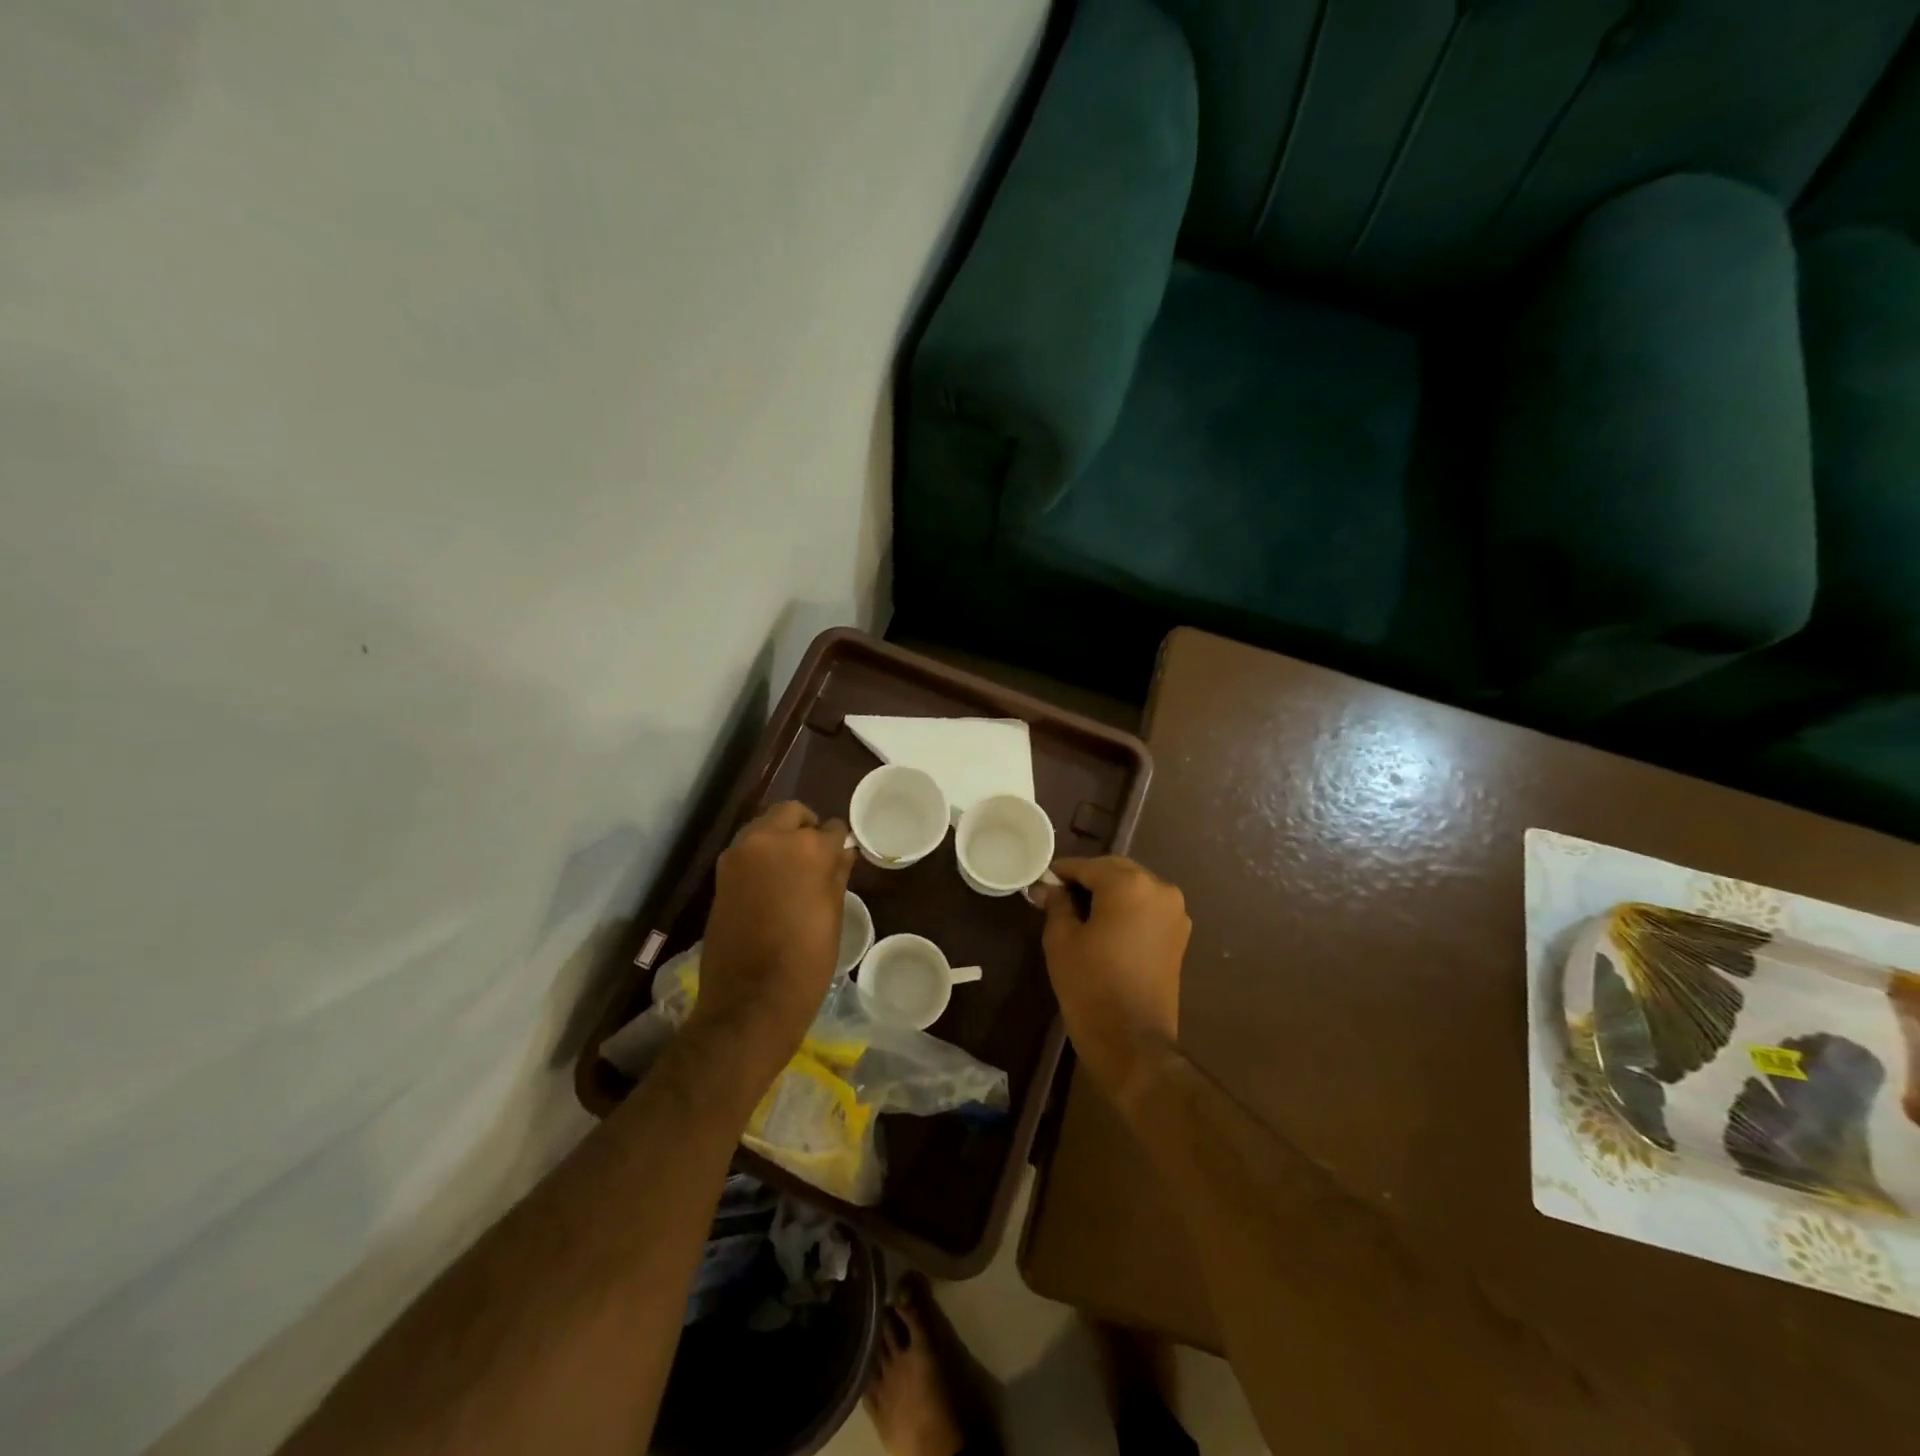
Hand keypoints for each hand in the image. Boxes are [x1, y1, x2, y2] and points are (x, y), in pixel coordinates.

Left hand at [691, 801, 854, 1074]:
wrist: (751, 999)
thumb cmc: (807, 959)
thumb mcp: (833, 913)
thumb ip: (837, 873)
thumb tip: (842, 851)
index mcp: (807, 848)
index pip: (830, 827)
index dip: (837, 842)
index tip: (840, 857)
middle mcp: (770, 839)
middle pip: (791, 813)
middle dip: (805, 827)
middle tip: (815, 856)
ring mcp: (739, 855)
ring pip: (764, 827)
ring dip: (779, 838)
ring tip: (791, 871)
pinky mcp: (721, 874)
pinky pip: (747, 850)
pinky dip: (760, 856)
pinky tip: (770, 884)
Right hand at [1040, 856, 1188, 1104]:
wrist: (1132, 1041)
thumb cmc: (1090, 985)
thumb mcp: (1061, 940)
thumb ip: (1056, 904)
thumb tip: (1046, 887)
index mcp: (1129, 884)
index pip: (1087, 866)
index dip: (1061, 873)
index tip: (1041, 883)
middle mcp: (1159, 888)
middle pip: (1115, 871)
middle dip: (1087, 880)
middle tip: (1058, 898)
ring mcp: (1175, 912)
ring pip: (1133, 887)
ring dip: (1108, 893)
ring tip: (1080, 914)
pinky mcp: (1179, 935)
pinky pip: (1147, 908)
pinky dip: (1126, 909)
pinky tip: (1105, 927)